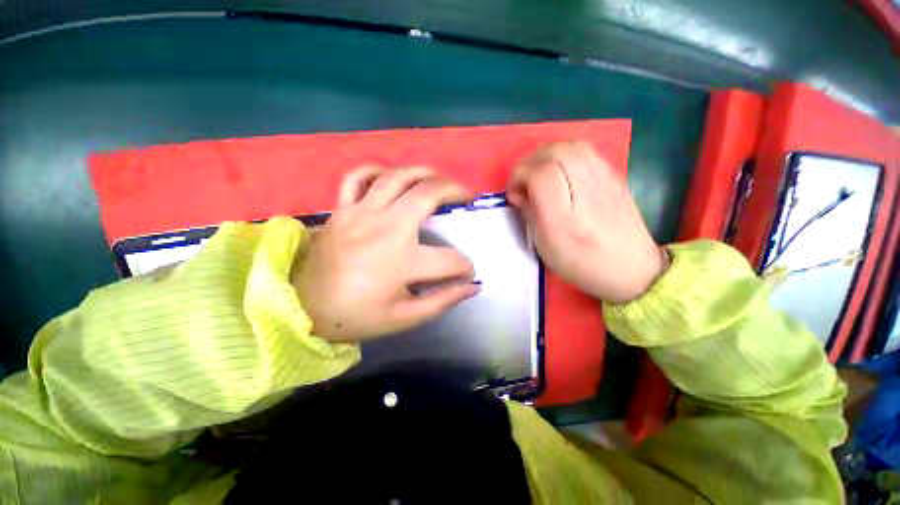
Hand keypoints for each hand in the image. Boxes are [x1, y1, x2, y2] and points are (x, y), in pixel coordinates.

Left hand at [292, 166, 480, 342]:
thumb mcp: (404, 319)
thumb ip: (442, 301)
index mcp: (401, 262)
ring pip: (396, 177)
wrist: (303, 309)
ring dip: (424, 172)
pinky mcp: (341, 210)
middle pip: (427, 195)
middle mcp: (384, 229)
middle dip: (455, 190)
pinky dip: (376, 170)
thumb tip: (474, 287)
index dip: (465, 267)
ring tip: (439, 177)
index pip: (450, 260)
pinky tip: (390, 176)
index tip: (467, 273)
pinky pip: (357, 177)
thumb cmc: (357, 316)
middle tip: (466, 195)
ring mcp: (360, 214)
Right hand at [507, 141, 665, 303]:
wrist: (631, 269)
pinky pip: (585, 151)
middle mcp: (587, 192)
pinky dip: (565, 155)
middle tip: (524, 181)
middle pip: (555, 152)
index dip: (519, 177)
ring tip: (540, 174)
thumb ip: (530, 214)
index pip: (540, 174)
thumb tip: (520, 192)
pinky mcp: (614, 176)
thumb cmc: (581, 263)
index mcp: (566, 218)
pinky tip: (561, 173)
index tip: (514, 194)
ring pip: (571, 145)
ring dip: (547, 155)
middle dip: (530, 162)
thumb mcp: (546, 246)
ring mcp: (605, 179)